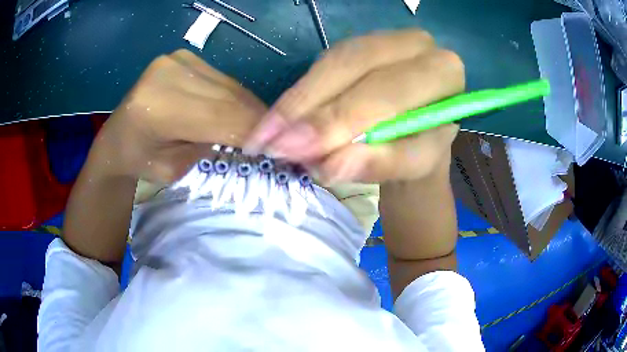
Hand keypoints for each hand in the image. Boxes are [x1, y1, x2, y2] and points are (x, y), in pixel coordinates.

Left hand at [96, 49, 265, 182]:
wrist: (117, 138)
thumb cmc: (141, 161)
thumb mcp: (176, 168)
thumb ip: (210, 147)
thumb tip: (252, 135)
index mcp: (158, 107)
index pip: (219, 117)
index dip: (252, 131)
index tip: (277, 147)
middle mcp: (168, 74)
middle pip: (227, 97)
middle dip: (255, 119)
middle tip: (277, 137)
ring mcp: (176, 59)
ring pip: (228, 86)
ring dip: (248, 108)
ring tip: (261, 126)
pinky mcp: (183, 56)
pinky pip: (221, 79)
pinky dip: (235, 97)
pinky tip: (241, 111)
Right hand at [245, 30, 464, 182]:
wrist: (421, 135)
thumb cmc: (422, 149)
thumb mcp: (411, 164)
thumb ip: (379, 163)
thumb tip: (330, 166)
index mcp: (442, 71)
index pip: (388, 90)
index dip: (340, 118)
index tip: (296, 150)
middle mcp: (414, 44)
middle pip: (353, 66)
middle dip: (309, 108)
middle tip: (270, 144)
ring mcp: (382, 40)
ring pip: (331, 63)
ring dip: (295, 102)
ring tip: (264, 136)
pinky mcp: (357, 47)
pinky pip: (322, 65)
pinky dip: (298, 96)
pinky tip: (277, 119)